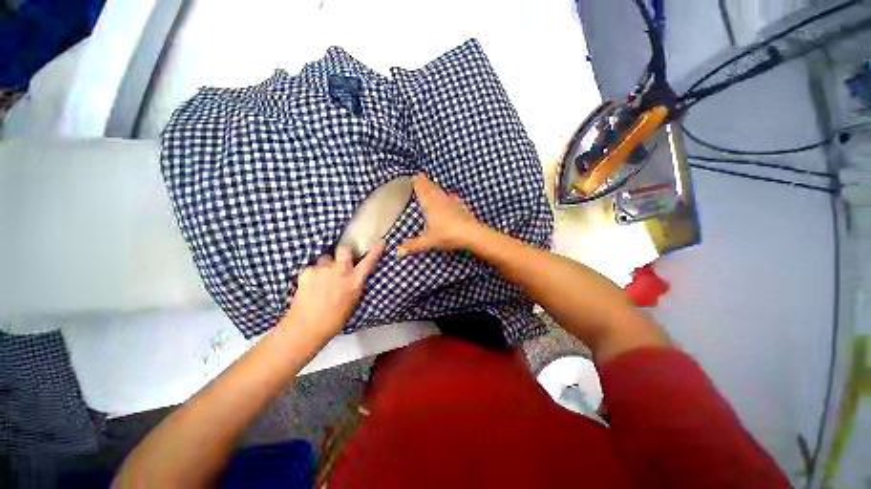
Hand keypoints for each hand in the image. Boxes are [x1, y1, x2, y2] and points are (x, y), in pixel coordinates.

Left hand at [279, 243, 384, 348]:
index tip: (380, 243)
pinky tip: (310, 285)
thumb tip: (356, 276)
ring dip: (326, 265)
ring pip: (326, 258)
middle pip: (344, 249)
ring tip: (322, 278)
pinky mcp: (307, 271)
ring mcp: (323, 269)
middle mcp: (340, 271)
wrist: (306, 327)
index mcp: (354, 281)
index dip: (375, 251)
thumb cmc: (334, 319)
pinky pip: (312, 267)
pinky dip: (313, 274)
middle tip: (341, 261)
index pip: (369, 262)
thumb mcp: (353, 302)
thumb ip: (355, 285)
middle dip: (344, 252)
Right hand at [398, 173, 482, 255]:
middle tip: (422, 175)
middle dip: (426, 183)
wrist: (471, 234)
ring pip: (442, 192)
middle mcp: (441, 201)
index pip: (422, 192)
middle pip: (432, 189)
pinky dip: (451, 196)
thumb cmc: (447, 235)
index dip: (419, 184)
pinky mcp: (463, 207)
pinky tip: (453, 196)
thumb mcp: (428, 242)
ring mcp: (453, 203)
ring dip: (437, 187)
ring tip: (434, 184)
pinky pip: (455, 199)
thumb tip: (397, 252)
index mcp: (430, 206)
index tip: (416, 175)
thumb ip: (413, 246)